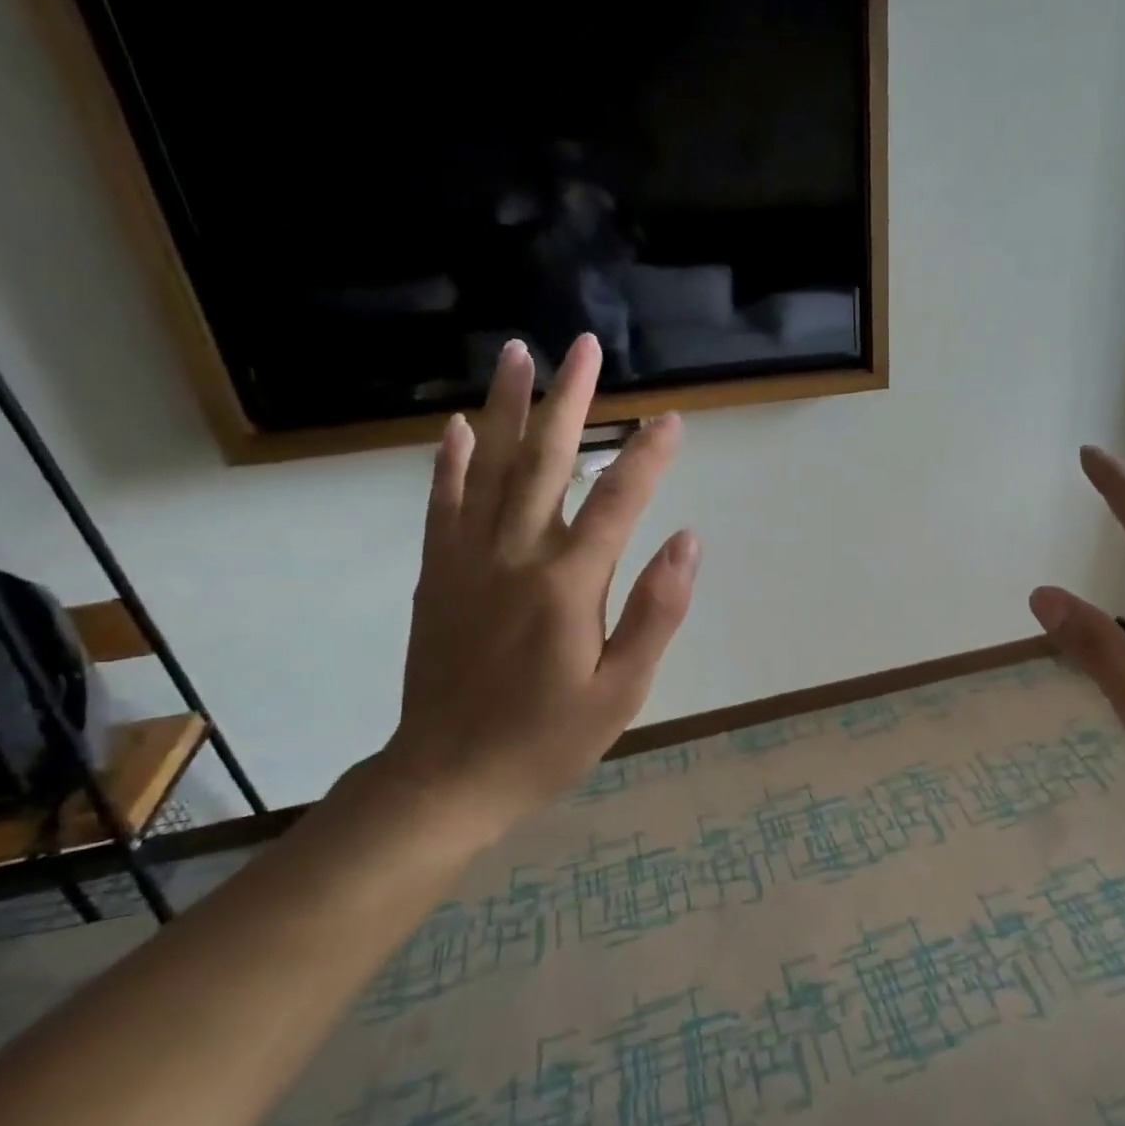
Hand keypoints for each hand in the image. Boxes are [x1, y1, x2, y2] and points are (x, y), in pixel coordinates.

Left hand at [381, 335, 697, 834]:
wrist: (447, 779)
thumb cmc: (548, 740)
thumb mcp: (622, 690)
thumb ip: (656, 612)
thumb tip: (687, 540)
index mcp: (567, 586)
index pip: (616, 502)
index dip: (647, 456)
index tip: (671, 417)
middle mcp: (514, 557)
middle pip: (544, 463)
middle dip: (569, 401)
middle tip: (583, 347)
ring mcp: (467, 562)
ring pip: (488, 469)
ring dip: (505, 409)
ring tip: (518, 355)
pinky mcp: (437, 576)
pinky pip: (442, 506)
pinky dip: (450, 463)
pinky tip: (458, 428)